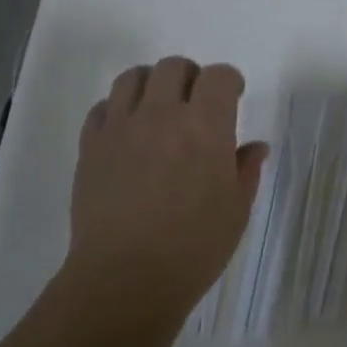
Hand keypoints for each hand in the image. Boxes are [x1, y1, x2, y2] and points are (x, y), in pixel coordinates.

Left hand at [68, 58, 268, 312]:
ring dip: (151, 84)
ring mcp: (121, 127)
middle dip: (191, 77)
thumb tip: (255, 147)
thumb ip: (246, 170)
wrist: (125, 279)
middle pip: (174, 66)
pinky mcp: (91, 145)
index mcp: (205, 126)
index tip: (233, 97)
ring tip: (157, 109)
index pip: (219, 76)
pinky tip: (126, 132)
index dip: (230, 81)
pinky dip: (117, 109)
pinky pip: (102, 107)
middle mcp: (162, 114)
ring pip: (132, 77)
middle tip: (195, 103)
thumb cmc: (193, 248)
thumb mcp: (236, 211)